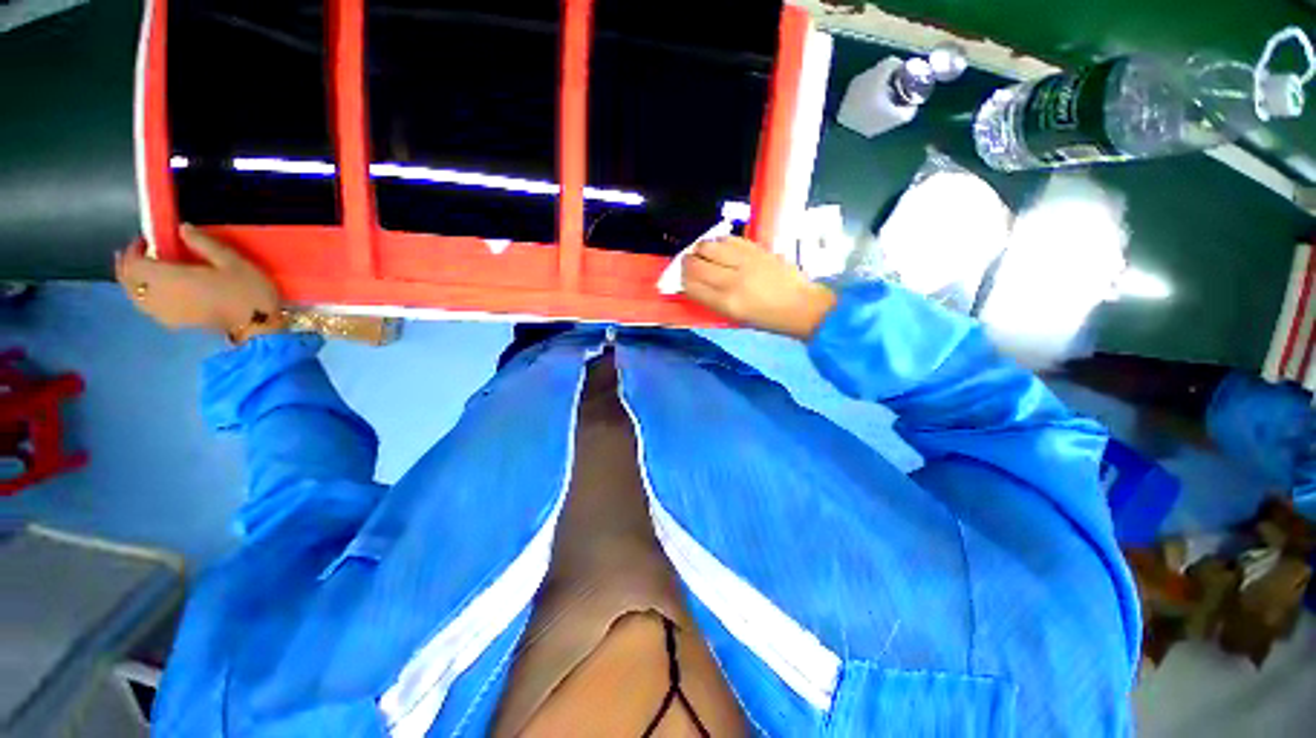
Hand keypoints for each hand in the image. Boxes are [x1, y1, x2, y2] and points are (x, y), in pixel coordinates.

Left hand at [116, 225, 285, 341]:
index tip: (145, 240)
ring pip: (135, 297)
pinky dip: (146, 296)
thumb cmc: (247, 292)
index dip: (133, 250)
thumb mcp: (233, 262)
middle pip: (128, 282)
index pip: (133, 264)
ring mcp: (165, 313)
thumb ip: (204, 244)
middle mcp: (158, 297)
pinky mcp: (174, 322)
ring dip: (135, 282)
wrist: (259, 327)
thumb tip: (182, 228)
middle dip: (128, 267)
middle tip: (140, 253)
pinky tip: (158, 291)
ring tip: (146, 271)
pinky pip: (148, 307)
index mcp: (168, 279)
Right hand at [682, 236, 837, 340]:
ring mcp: (745, 262)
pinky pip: (728, 238)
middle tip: (688, 264)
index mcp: (726, 303)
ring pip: (708, 246)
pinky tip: (720, 247)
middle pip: (695, 264)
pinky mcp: (756, 249)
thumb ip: (712, 300)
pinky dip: (719, 241)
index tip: (682, 279)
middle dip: (686, 263)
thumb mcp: (735, 317)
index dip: (681, 280)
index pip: (691, 286)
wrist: (802, 306)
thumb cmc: (767, 319)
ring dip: (700, 248)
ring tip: (702, 253)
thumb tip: (694, 284)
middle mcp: (732, 281)